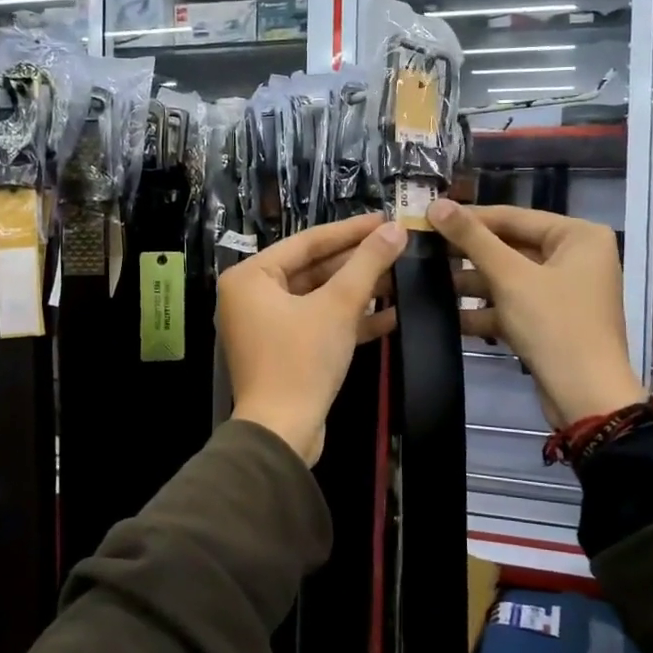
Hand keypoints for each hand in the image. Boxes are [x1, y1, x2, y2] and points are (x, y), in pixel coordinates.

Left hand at [218, 213, 406, 464]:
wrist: (284, 433)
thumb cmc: (302, 360)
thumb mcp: (337, 306)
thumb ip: (367, 264)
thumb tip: (396, 229)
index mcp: (250, 277)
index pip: (307, 241)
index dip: (350, 230)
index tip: (385, 219)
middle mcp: (252, 297)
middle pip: (313, 269)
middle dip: (357, 262)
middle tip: (397, 246)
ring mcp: (268, 326)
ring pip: (319, 298)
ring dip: (359, 291)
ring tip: (401, 277)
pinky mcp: (286, 351)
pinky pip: (319, 324)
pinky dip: (350, 320)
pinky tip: (393, 314)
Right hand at [428, 199, 646, 428]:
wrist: (586, 399)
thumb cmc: (555, 325)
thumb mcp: (510, 277)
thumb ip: (472, 238)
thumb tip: (436, 203)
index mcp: (578, 236)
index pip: (514, 217)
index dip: (469, 218)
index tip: (427, 218)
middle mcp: (575, 257)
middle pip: (510, 247)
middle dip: (467, 254)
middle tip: (423, 250)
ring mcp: (563, 291)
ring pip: (508, 278)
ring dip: (471, 283)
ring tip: (426, 282)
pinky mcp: (550, 321)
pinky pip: (512, 304)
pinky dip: (484, 310)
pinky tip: (447, 315)